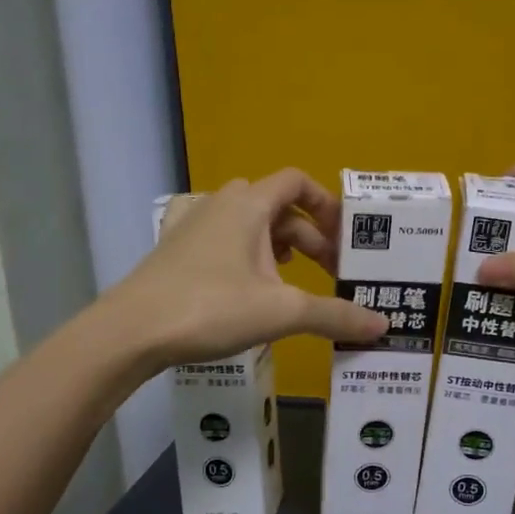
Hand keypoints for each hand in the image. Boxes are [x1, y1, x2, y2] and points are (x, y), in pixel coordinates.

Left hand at [112, 170, 387, 366]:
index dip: (327, 205)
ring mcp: (190, 224)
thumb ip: (335, 315)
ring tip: (290, 277)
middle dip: (308, 236)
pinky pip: (216, 235)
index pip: (297, 182)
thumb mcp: (282, 313)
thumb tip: (382, 325)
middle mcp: (219, 203)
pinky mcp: (171, 248)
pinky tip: (241, 276)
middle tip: (329, 272)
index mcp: (249, 204)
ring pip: (246, 221)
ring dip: (275, 242)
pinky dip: (240, 249)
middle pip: (277, 206)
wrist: (132, 331)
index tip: (345, 240)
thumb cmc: (211, 308)